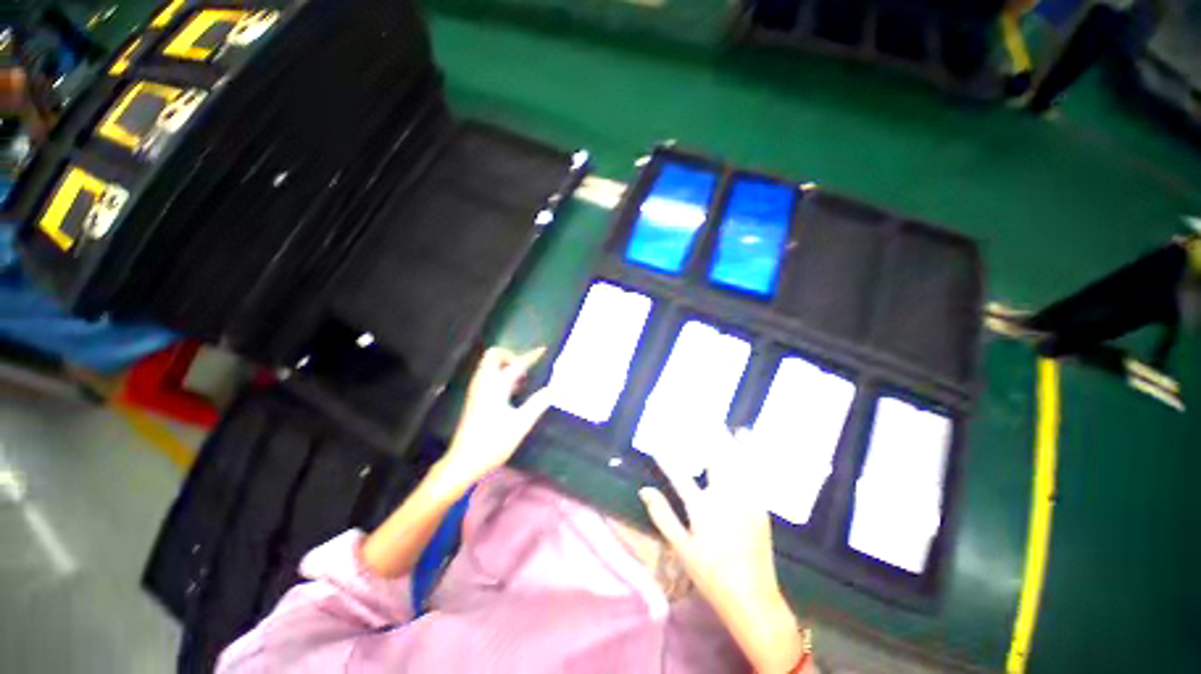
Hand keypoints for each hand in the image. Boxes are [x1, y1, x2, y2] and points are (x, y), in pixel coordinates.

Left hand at [437, 346, 550, 489]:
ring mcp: (476, 390)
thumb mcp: (520, 424)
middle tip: (525, 370)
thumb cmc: (493, 443)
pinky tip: (511, 391)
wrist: (463, 461)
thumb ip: (537, 404)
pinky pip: (486, 375)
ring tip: (521, 382)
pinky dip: (499, 374)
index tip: (543, 350)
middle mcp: (483, 383)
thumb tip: (552, 389)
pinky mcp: (473, 398)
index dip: (531, 356)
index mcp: (495, 387)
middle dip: (511, 356)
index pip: (516, 364)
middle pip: (494, 355)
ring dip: (505, 365)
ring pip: (488, 365)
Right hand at [639, 427, 806, 672]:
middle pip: (713, 456)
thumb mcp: (681, 549)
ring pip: (735, 457)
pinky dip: (748, 449)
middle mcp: (725, 498)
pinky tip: (744, 436)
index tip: (654, 442)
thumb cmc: (712, 575)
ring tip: (717, 417)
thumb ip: (662, 516)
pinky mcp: (760, 503)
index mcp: (703, 510)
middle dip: (704, 432)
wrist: (753, 599)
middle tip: (696, 411)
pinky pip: (754, 469)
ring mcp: (746, 499)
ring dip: (725, 435)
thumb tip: (644, 490)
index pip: (678, 474)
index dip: (664, 456)